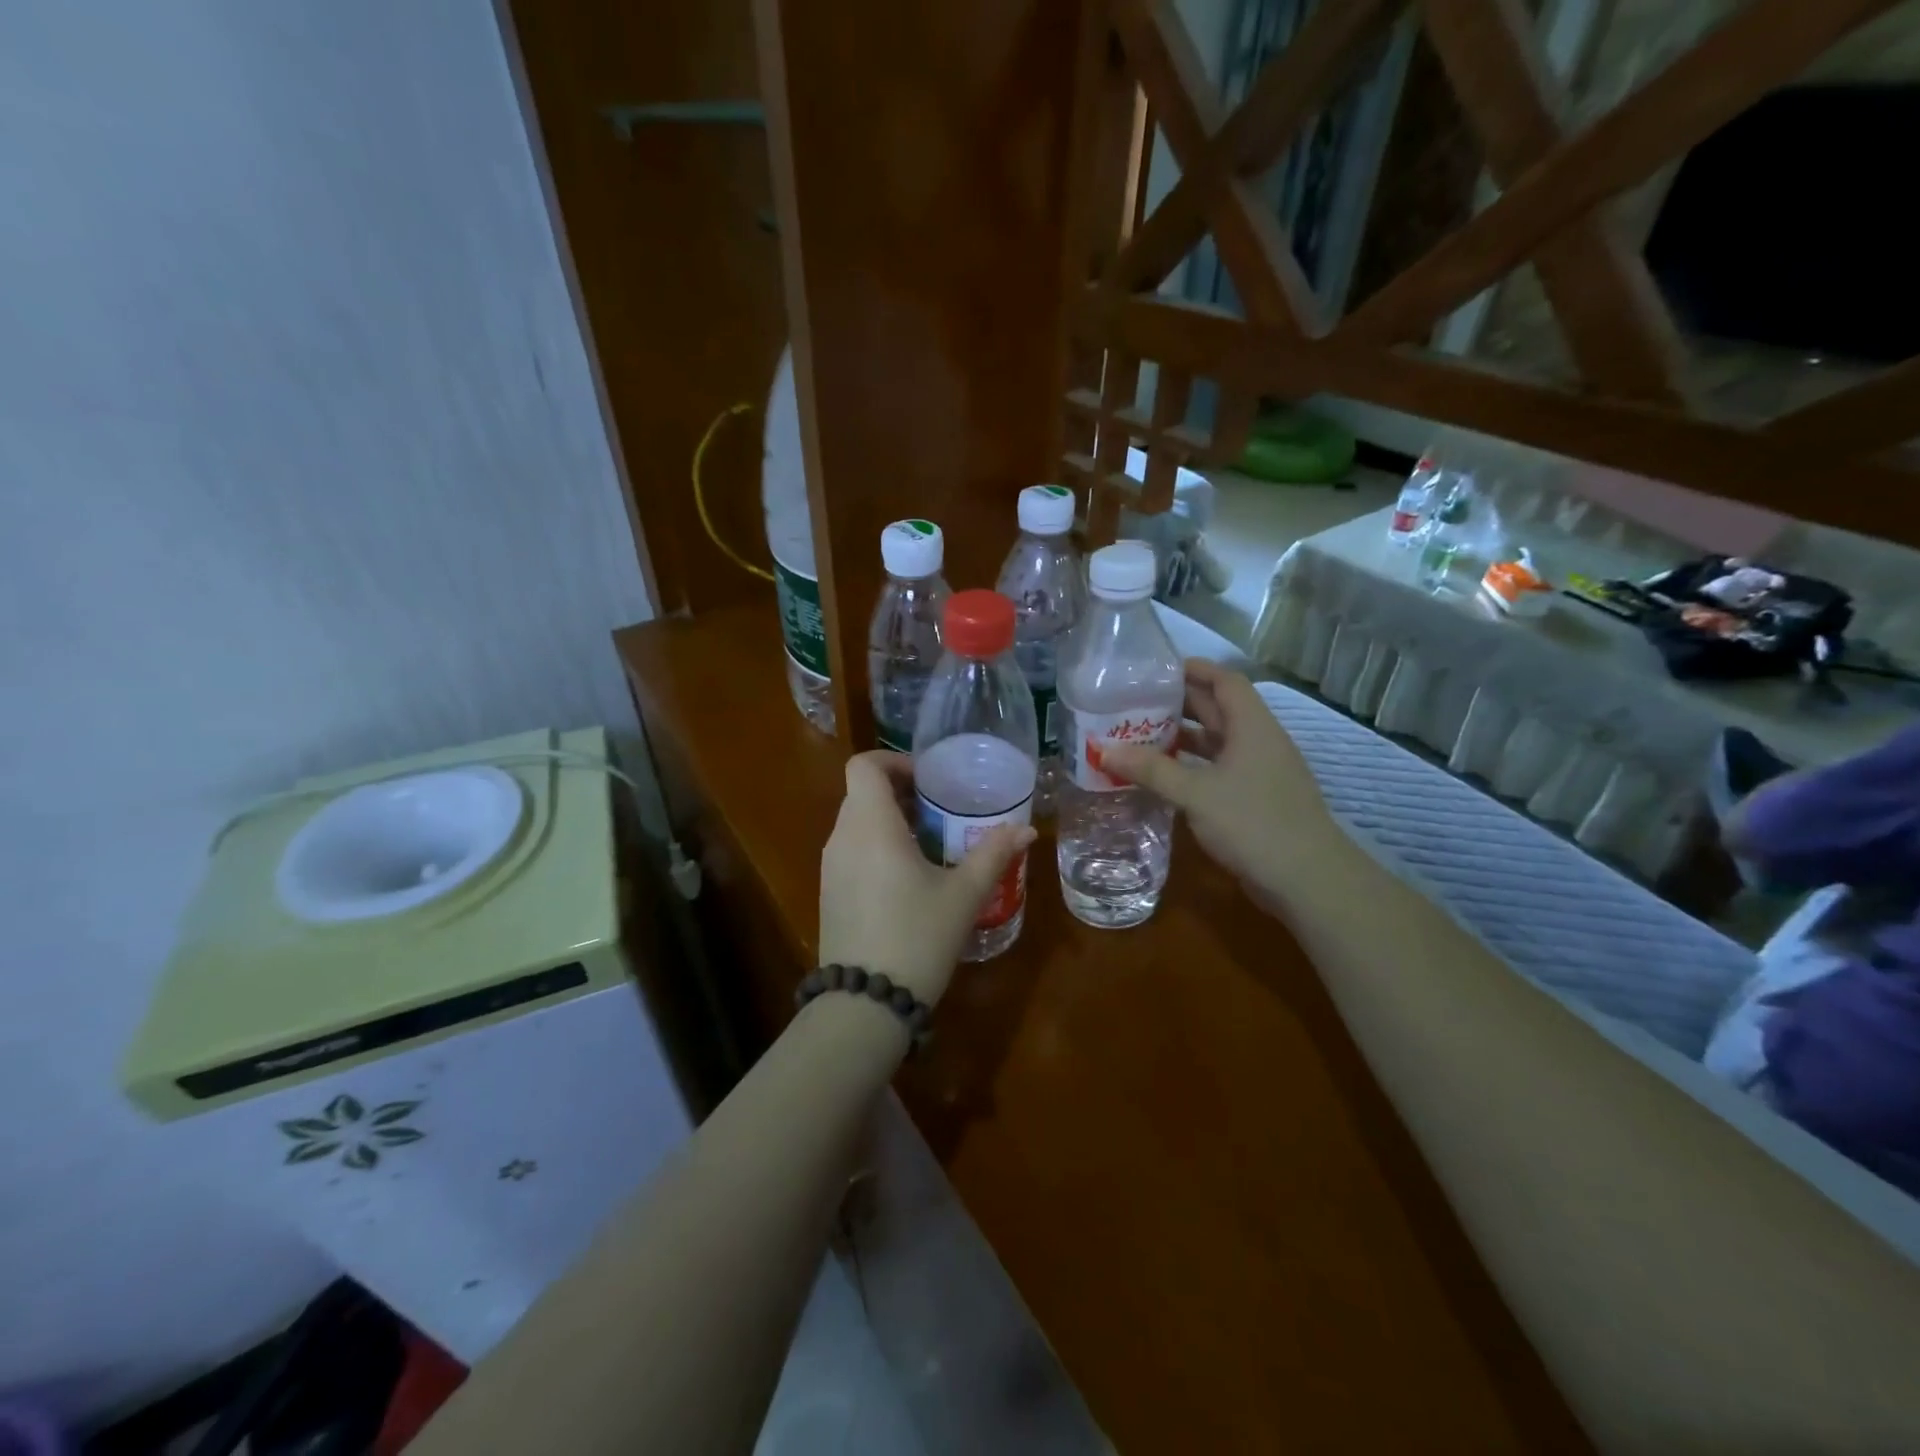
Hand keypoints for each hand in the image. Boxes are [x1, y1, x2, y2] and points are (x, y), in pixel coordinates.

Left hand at [818, 751, 1034, 1006]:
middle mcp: (842, 838)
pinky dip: (877, 846)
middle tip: (941, 809)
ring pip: (857, 822)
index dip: (894, 762)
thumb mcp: (963, 895)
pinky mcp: (830, 892)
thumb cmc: (917, 937)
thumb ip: (993, 855)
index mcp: (870, 826)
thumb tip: (1026, 830)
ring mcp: (831, 867)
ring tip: (931, 842)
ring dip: (890, 820)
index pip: (864, 766)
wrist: (865, 1004)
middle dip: (901, 792)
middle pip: (862, 792)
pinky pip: (852, 850)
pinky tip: (909, 877)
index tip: (929, 780)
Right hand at [1100, 660, 1332, 898]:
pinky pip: (1218, 770)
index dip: (1195, 669)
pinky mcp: (1255, 799)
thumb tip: (1104, 750)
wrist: (1307, 880)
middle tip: (1136, 702)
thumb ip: (1152, 769)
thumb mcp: (1196, 793)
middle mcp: (1258, 742)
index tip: (1157, 669)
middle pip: (1218, 709)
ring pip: (1217, 742)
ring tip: (1140, 735)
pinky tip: (1164, 775)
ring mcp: (1259, 772)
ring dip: (1183, 738)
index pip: (1225, 681)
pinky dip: (1192, 767)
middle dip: (1179, 704)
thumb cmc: (1253, 823)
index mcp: (1252, 726)